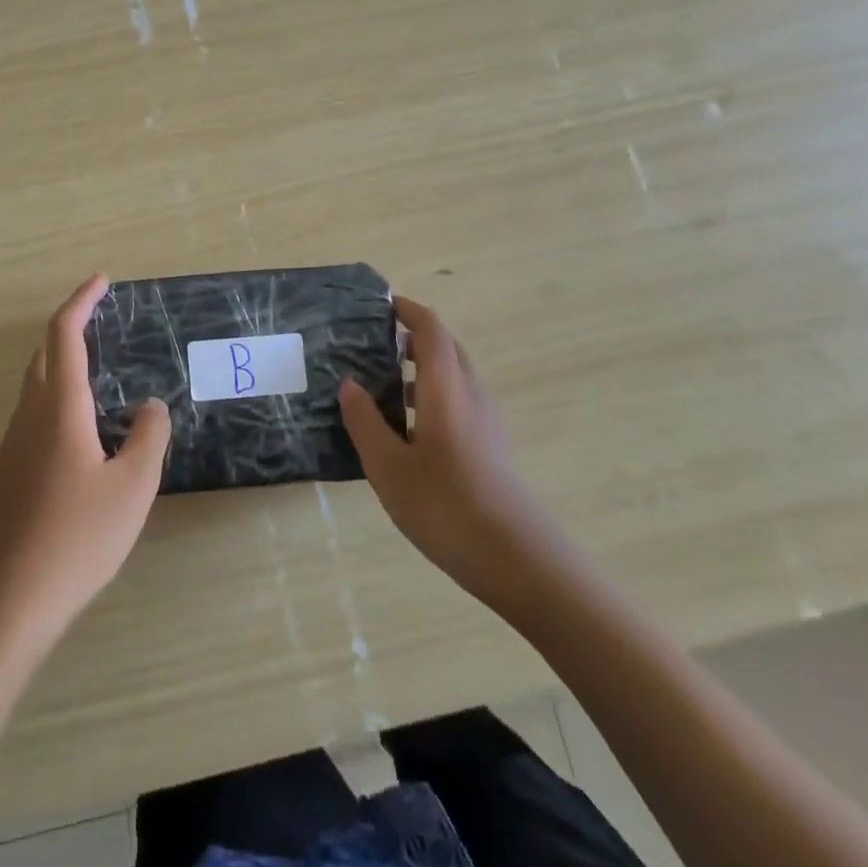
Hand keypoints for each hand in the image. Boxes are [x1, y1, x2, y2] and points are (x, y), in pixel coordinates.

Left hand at [0, 274, 171, 651]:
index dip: (80, 302)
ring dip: (62, 366)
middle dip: (70, 329)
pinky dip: (57, 399)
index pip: (64, 336)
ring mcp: (13, 447)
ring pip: (35, 387)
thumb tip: (150, 406)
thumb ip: (148, 437)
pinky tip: (82, 433)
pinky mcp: (8, 475)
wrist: (8, 601)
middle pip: (42, 356)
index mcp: (59, 409)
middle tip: (103, 324)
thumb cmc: (77, 538)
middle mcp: (29, 417)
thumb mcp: (133, 487)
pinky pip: (33, 417)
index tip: (101, 282)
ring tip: (100, 375)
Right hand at [338, 296, 569, 618]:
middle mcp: (471, 394)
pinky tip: (406, 431)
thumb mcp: (388, 466)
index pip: (431, 330)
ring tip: (381, 387)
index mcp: (446, 388)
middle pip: (446, 349)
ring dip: (421, 371)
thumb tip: (350, 384)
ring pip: (453, 378)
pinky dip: (431, 398)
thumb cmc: (445, 506)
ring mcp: (486, 422)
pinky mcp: (491, 447)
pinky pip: (459, 403)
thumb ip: (366, 421)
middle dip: (413, 338)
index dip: (408, 311)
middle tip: (372, 345)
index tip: (380, 306)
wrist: (517, 560)